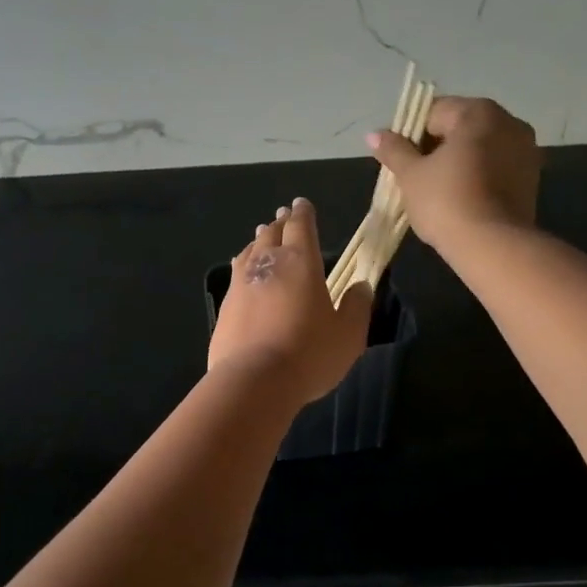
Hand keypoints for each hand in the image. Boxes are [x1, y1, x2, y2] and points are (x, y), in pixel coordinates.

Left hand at [209, 198, 371, 406]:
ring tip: (262, 238)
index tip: (302, 204)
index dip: (303, 214)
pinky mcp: (225, 306)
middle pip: (271, 234)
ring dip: (259, 242)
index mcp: (300, 262)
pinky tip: (244, 273)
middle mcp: (267, 264)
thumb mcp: (348, 334)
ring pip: (250, 252)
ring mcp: (241, 283)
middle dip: (279, 223)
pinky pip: (236, 275)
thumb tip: (361, 286)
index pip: (301, 226)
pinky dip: (244, 267)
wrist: (254, 381)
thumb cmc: (309, 354)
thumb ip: (356, 306)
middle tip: (283, 217)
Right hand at [367, 96, 539, 249]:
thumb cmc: (446, 202)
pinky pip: (495, 167)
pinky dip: (477, 176)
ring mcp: (525, 149)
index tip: (400, 161)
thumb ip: (393, 150)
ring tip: (437, 191)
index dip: (410, 135)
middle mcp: (508, 122)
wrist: (493, 246)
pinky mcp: (532, 178)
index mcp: (478, 112)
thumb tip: (374, 134)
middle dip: (435, 148)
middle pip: (459, 127)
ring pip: (479, 148)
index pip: (433, 112)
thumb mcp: (410, 175)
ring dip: (457, 162)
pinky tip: (461, 199)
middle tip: (415, 177)